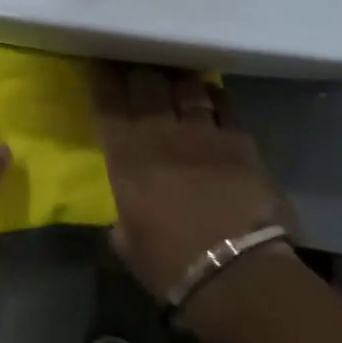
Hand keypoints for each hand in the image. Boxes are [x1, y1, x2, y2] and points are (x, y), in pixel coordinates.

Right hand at [91, 65, 297, 301]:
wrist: (236, 275)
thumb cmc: (170, 266)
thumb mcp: (128, 243)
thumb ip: (123, 215)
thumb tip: (127, 212)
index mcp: (125, 156)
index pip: (107, 101)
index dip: (103, 78)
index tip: (102, 67)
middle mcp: (159, 132)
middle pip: (146, 81)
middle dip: (141, 73)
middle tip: (140, 74)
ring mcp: (202, 131)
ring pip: (186, 85)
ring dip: (178, 82)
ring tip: (177, 82)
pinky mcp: (240, 140)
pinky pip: (224, 103)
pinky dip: (215, 97)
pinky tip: (212, 98)